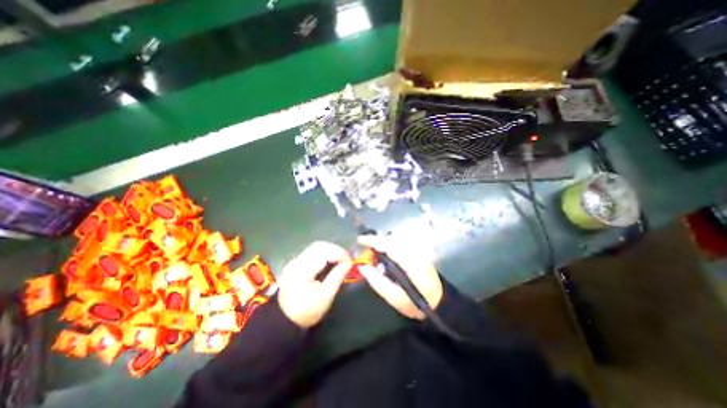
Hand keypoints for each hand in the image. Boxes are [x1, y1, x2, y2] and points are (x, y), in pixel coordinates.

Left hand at [279, 242, 352, 328]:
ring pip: (315, 247)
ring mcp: (294, 261)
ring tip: (340, 259)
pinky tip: (330, 260)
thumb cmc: (306, 311)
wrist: (285, 320)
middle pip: (319, 246)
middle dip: (335, 250)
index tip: (350, 260)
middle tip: (346, 259)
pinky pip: (312, 252)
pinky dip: (324, 253)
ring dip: (330, 250)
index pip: (323, 252)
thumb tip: (348, 263)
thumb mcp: (325, 297)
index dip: (339, 253)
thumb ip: (337, 277)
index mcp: (302, 270)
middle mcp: (296, 262)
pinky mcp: (295, 263)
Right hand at [356, 234, 442, 320]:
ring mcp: (419, 250)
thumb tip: (363, 267)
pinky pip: (401, 243)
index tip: (360, 240)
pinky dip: (390, 246)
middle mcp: (416, 252)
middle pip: (392, 239)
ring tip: (376, 256)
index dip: (373, 241)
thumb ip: (377, 281)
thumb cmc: (416, 303)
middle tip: (367, 253)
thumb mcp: (394, 298)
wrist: (439, 303)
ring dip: (383, 244)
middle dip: (377, 242)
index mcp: (411, 263)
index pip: (389, 245)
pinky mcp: (419, 251)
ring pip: (396, 240)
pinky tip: (387, 256)